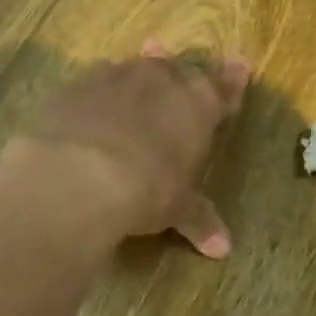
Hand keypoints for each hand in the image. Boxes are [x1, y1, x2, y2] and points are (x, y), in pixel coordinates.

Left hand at [3, 42, 249, 257]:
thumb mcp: (177, 209)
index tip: (239, 66)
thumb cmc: (148, 189)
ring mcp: (116, 77)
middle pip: (177, 69)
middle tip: (179, 75)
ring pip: (134, 68)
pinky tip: (92, 107)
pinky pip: (95, 82)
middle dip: (180, 74)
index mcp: (198, 103)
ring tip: (136, 81)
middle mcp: (161, 79)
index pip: (223, 87)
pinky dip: (100, 93)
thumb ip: (199, 220)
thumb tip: (222, 249)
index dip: (232, 80)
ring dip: (139, 76)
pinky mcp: (76, 86)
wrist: (78, 174)